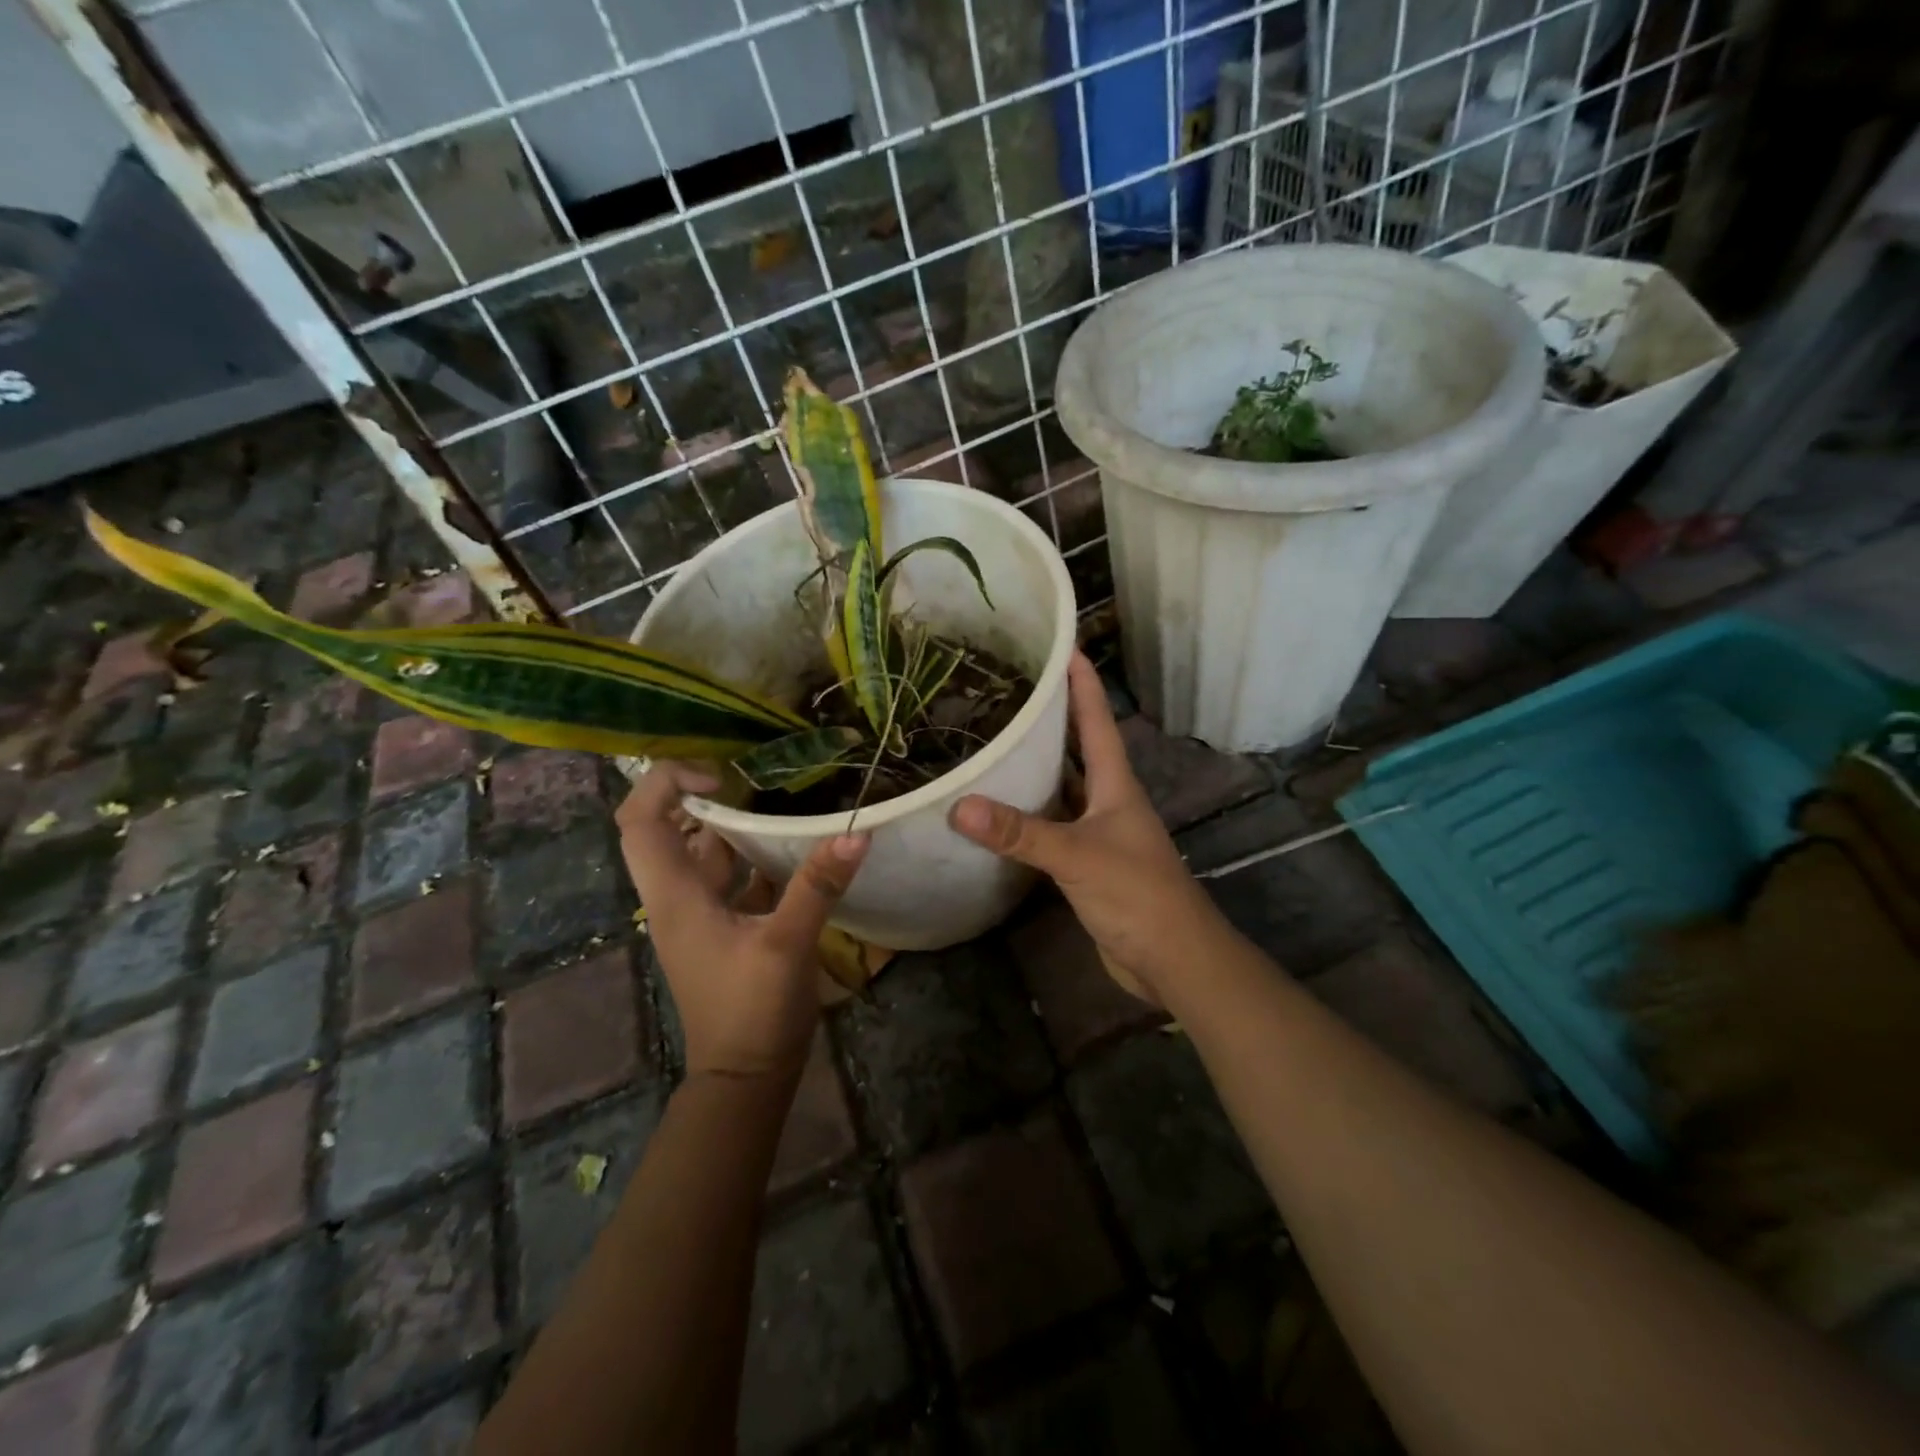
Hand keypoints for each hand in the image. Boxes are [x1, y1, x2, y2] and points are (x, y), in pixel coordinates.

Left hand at [617, 763, 867, 1080]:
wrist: (747, 1077)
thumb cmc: (752, 1011)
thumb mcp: (786, 945)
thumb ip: (817, 886)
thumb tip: (857, 831)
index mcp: (675, 895)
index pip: (640, 821)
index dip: (666, 783)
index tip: (719, 776)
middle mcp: (680, 897)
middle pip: (669, 829)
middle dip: (703, 796)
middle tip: (752, 774)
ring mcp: (703, 913)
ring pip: (706, 852)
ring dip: (734, 824)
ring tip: (779, 795)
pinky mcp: (728, 927)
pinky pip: (734, 876)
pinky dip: (756, 854)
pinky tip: (795, 843)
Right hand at [948, 652, 1223, 1000]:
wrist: (1173, 959)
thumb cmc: (1137, 894)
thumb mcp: (1076, 856)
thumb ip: (1020, 832)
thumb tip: (960, 805)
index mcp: (1116, 784)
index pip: (1096, 720)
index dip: (1081, 682)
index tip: (1061, 645)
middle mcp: (1109, 801)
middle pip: (1078, 748)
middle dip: (1051, 718)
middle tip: (1009, 691)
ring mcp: (1099, 833)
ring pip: (1063, 789)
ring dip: (1035, 768)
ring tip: (994, 742)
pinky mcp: (1087, 865)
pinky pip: (1053, 827)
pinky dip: (1028, 816)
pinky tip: (1000, 813)